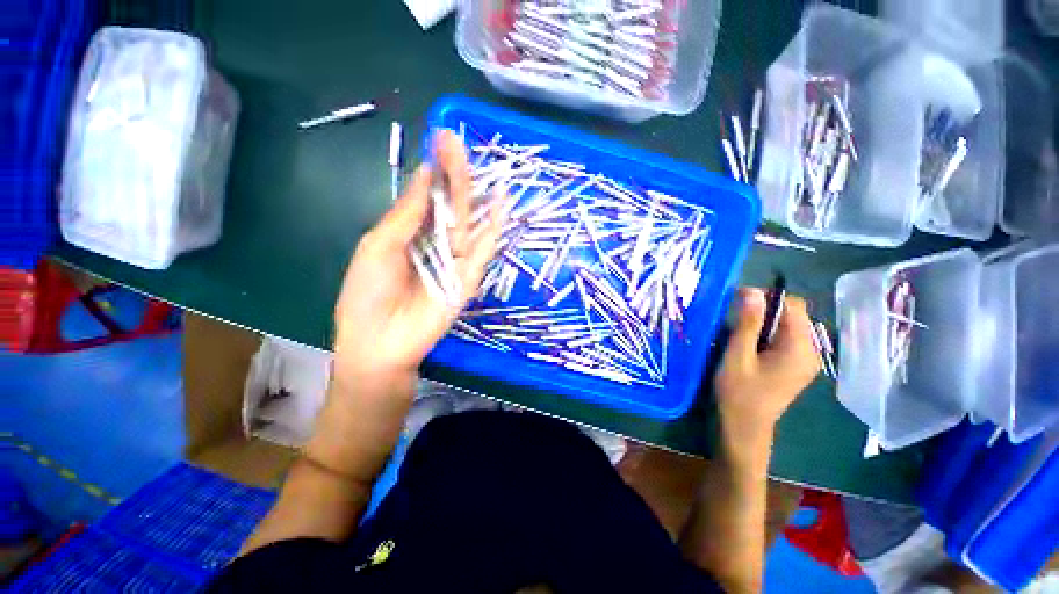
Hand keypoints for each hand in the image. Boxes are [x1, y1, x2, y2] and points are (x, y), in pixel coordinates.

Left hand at [332, 130, 502, 382]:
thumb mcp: (379, 246)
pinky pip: (484, 251)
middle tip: (454, 141)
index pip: (428, 196)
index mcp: (411, 233)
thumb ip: (406, 214)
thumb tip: (425, 174)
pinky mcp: (470, 277)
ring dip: (474, 194)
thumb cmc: (368, 293)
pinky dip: (494, 229)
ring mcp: (456, 260)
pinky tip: (501, 205)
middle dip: (453, 174)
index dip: (434, 170)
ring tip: (478, 162)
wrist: (381, 341)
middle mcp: (436, 242)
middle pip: (450, 205)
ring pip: (469, 222)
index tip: (439, 140)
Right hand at [714, 288, 819, 448]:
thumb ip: (747, 323)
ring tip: (739, 333)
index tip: (738, 301)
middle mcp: (810, 351)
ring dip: (763, 323)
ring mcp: (804, 360)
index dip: (767, 297)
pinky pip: (784, 338)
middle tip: (735, 319)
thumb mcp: (738, 355)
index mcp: (799, 348)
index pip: (793, 306)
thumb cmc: (738, 392)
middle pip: (792, 315)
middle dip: (764, 311)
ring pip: (787, 326)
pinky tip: (749, 346)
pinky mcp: (795, 366)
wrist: (744, 427)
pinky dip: (767, 334)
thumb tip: (752, 291)